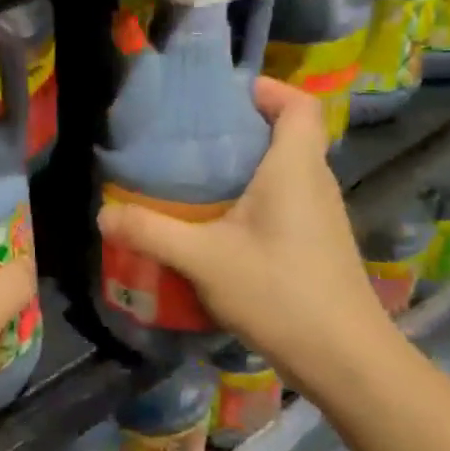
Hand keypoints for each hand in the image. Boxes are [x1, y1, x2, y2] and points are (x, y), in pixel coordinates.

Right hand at [96, 78, 390, 374]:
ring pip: (286, 170)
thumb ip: (150, 232)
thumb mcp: (203, 259)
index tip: (224, 95)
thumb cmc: (279, 292)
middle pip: (288, 134)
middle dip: (242, 127)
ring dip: (246, 165)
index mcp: (295, 168)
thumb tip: (103, 214)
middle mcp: (314, 183)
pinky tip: (217, 224)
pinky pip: (285, 200)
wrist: (346, 361)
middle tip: (191, 136)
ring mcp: (320, 216)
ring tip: (195, 176)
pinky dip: (253, 196)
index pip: (300, 106)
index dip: (268, 89)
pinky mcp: (317, 244)